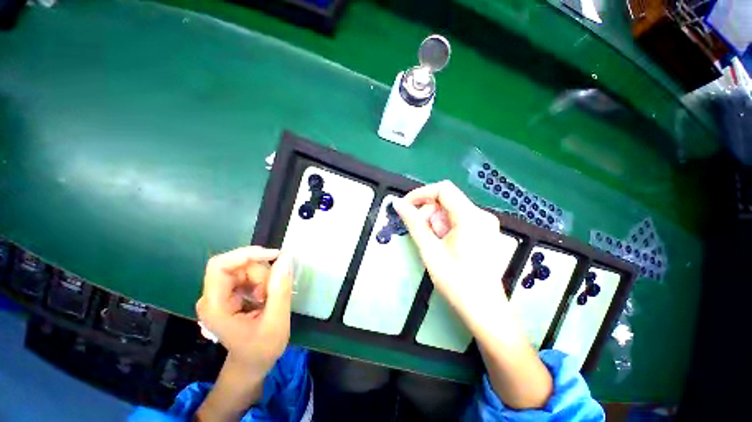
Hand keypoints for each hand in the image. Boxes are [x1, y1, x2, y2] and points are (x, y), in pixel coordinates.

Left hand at [196, 246, 292, 375]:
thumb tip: (286, 257)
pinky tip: (265, 298)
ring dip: (263, 278)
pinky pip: (248, 275)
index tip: (275, 256)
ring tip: (269, 299)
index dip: (247, 255)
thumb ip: (280, 289)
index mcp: (215, 307)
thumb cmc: (262, 349)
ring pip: (245, 268)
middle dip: (261, 273)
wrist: (252, 364)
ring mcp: (219, 295)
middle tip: (275, 290)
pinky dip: (262, 281)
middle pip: (237, 266)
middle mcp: (212, 297)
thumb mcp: (276, 320)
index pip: (220, 266)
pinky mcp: (229, 294)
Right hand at [392, 180, 508, 328]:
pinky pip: (459, 220)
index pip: (443, 189)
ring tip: (433, 243)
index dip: (421, 194)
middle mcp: (482, 215)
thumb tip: (398, 203)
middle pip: (447, 201)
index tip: (406, 206)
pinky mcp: (485, 232)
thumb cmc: (456, 281)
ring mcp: (486, 224)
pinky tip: (443, 244)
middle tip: (420, 233)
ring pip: (451, 211)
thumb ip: (413, 223)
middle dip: (428, 213)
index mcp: (471, 216)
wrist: (484, 310)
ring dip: (436, 222)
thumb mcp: (430, 249)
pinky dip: (445, 227)